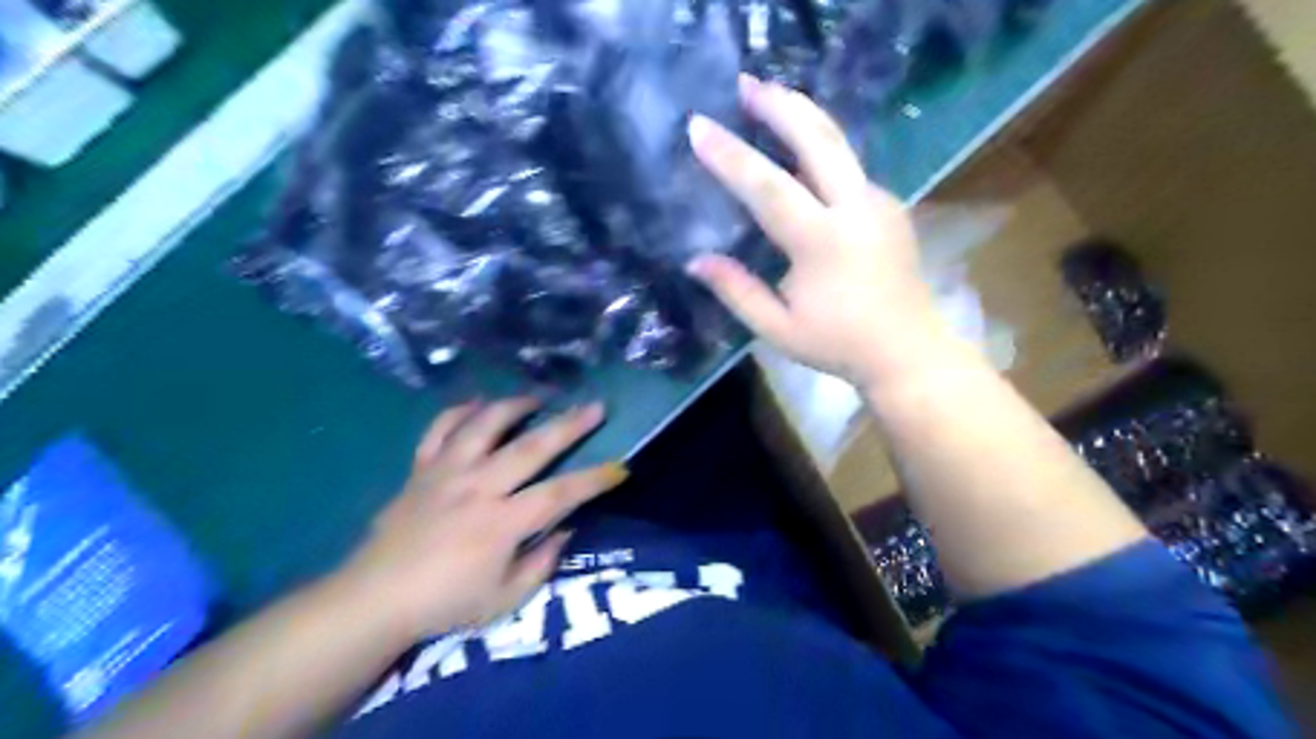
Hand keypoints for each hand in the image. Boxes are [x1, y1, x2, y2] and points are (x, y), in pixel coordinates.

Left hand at [334, 400, 629, 640]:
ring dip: (514, 406)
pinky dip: (459, 412)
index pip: (560, 494)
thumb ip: (541, 563)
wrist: (374, 599)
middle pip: (531, 447)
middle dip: (569, 425)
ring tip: (536, 397)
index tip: (620, 468)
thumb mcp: (504, 600)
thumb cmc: (444, 603)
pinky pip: (440, 430)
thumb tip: (566, 529)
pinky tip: (477, 403)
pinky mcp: (421, 470)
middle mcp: (478, 488)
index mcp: (501, 523)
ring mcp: (446, 473)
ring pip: (484, 426)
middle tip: (595, 407)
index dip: (594, 480)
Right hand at [685, 73, 939, 386]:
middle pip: (817, 139)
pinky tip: (801, 151)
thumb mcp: (777, 328)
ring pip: (838, 144)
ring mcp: (878, 202)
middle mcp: (854, 209)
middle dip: (779, 105)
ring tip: (771, 99)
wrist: (908, 350)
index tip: (698, 127)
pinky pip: (849, 167)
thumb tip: (695, 260)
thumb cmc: (838, 344)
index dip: (730, 156)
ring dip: (802, 116)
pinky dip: (820, 148)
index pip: (767, 187)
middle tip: (745, 84)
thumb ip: (736, 291)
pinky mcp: (889, 205)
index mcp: (821, 243)